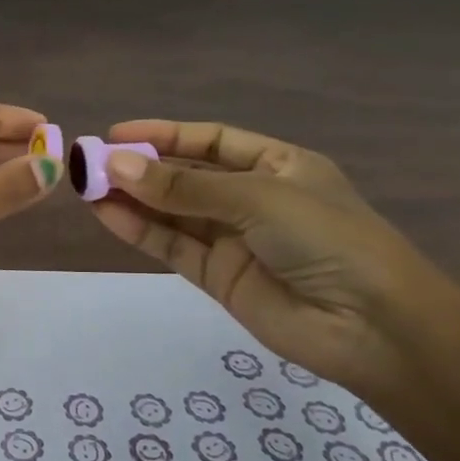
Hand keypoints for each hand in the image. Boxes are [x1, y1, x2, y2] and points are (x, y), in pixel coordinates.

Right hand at [89, 119, 459, 396]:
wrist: (374, 328)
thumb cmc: (328, 240)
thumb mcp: (257, 198)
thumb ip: (184, 187)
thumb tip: (116, 164)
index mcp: (277, 165)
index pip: (210, 141)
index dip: (165, 134)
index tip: (116, 133)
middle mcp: (252, 198)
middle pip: (186, 176)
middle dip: (140, 168)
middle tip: (88, 162)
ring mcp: (234, 239)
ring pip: (172, 212)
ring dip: (131, 199)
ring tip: (85, 186)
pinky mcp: (218, 277)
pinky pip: (172, 246)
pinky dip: (139, 231)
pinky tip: (106, 214)